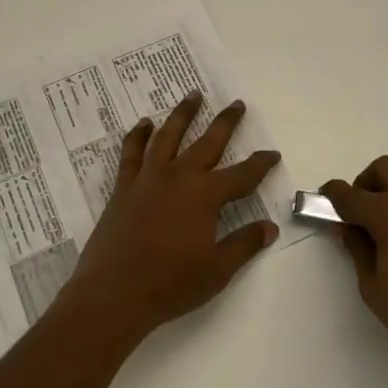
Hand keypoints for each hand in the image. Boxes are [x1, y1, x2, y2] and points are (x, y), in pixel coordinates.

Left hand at [61, 92, 280, 347]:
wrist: (114, 293)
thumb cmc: (170, 284)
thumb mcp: (217, 270)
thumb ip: (244, 244)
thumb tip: (270, 226)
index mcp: (205, 196)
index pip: (242, 175)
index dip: (260, 164)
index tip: (272, 153)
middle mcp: (179, 177)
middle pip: (208, 142)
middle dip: (226, 122)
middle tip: (237, 104)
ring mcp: (148, 178)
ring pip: (168, 135)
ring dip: (183, 114)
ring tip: (193, 95)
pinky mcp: (124, 186)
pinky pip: (132, 152)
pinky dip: (138, 135)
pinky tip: (144, 123)